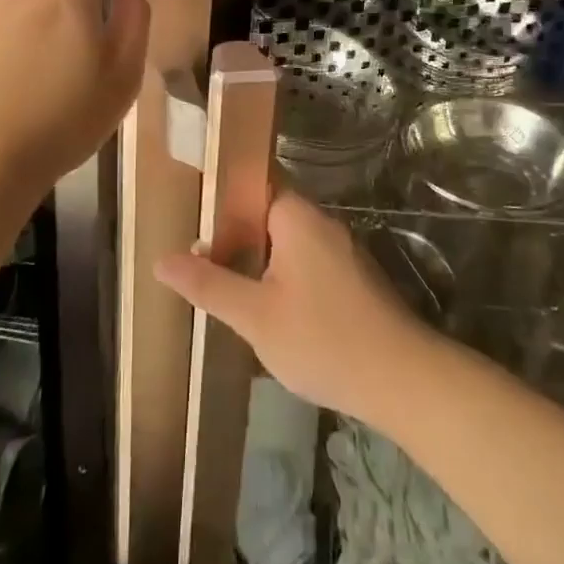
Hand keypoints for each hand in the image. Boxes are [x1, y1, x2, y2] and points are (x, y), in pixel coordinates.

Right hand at [155, 189, 434, 423]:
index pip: (253, 184)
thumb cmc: (323, 339)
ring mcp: (342, 251)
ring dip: (258, 260)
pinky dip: (283, 276)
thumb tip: (160, 260)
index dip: (220, 197)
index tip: (191, 215)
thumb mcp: (255, 316)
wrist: (403, 380)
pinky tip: (267, 309)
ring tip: (223, 285)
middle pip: (268, 214)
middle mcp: (322, 223)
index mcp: (297, 217)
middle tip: (198, 259)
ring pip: (287, 243)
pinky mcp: (353, 279)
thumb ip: (208, 284)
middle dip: (234, 234)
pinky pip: (307, 263)